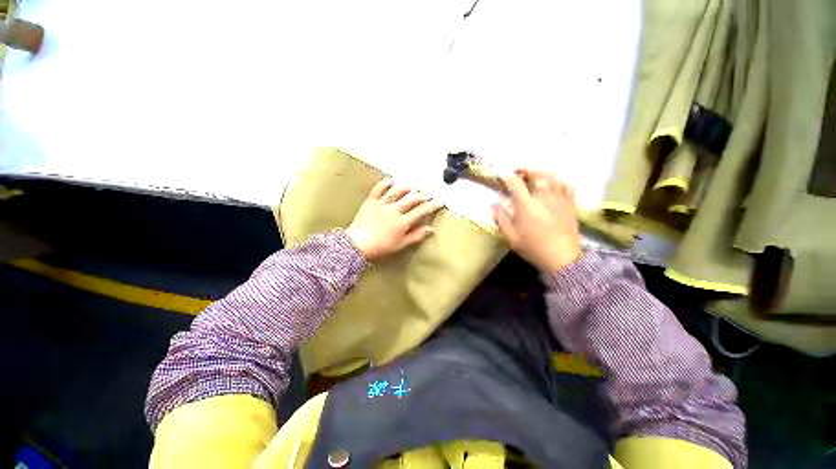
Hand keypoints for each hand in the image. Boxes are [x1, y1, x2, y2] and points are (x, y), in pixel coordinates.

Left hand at [345, 179, 442, 260]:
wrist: (356, 244)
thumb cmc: (381, 247)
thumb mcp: (400, 245)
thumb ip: (416, 236)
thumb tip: (431, 229)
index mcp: (402, 222)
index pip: (421, 211)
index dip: (432, 205)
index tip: (440, 201)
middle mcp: (394, 210)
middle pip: (411, 199)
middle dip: (422, 195)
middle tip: (428, 194)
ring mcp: (382, 203)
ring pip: (397, 191)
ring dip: (407, 188)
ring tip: (413, 188)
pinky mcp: (371, 201)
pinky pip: (379, 188)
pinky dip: (386, 183)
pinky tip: (392, 181)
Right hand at [492, 169, 581, 272]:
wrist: (561, 258)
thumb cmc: (533, 248)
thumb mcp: (511, 237)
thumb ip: (501, 219)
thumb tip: (495, 205)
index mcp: (527, 205)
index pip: (516, 183)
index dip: (507, 177)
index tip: (502, 177)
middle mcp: (543, 197)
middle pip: (536, 174)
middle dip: (525, 169)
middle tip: (518, 171)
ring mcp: (559, 199)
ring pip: (552, 177)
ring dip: (541, 172)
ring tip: (534, 174)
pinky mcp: (569, 204)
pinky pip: (566, 186)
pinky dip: (557, 181)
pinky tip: (553, 185)